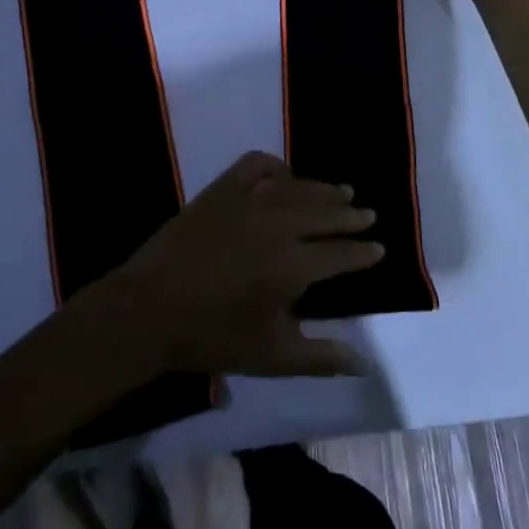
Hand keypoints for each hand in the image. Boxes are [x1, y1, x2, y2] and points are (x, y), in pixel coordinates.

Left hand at [106, 153, 381, 377]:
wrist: (149, 310)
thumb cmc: (213, 338)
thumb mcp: (272, 357)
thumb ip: (321, 357)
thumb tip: (364, 362)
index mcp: (293, 266)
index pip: (341, 254)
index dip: (363, 251)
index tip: (379, 248)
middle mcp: (278, 225)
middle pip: (326, 214)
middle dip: (351, 216)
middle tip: (368, 215)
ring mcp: (248, 201)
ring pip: (298, 188)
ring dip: (323, 190)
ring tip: (342, 192)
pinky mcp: (221, 189)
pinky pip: (256, 165)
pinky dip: (276, 166)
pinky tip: (286, 174)